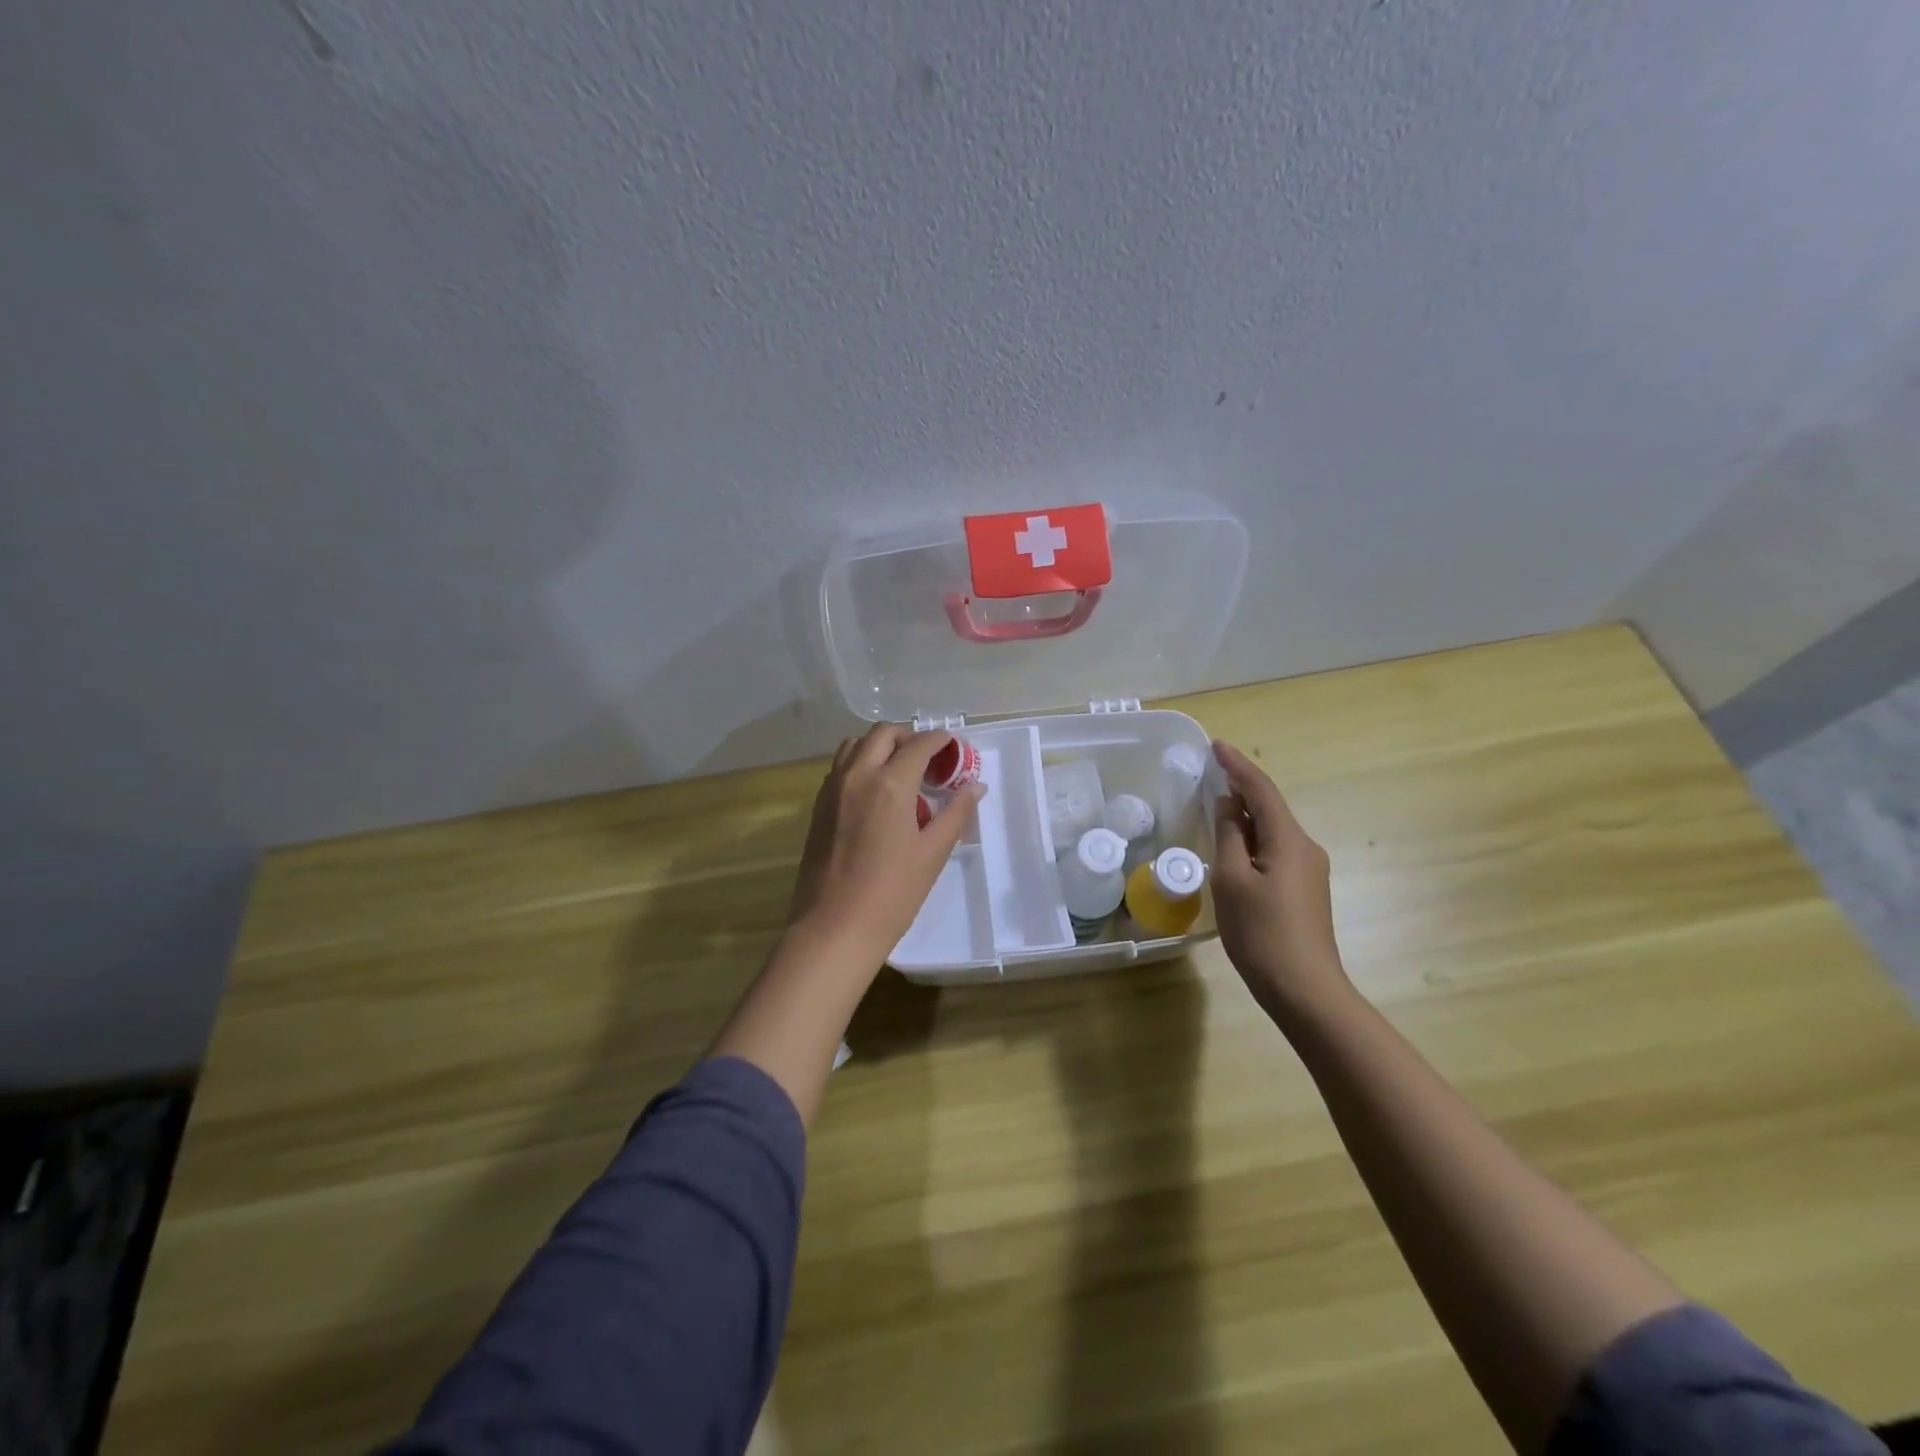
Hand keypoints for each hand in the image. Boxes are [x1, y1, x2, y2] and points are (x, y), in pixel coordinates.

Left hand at [786, 723, 984, 969]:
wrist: (835, 927)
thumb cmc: (892, 894)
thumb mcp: (932, 853)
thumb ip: (956, 814)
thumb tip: (975, 787)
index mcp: (889, 784)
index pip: (918, 745)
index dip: (940, 741)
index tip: (954, 747)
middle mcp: (857, 775)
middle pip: (883, 734)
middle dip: (909, 736)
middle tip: (929, 759)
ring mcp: (832, 789)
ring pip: (855, 745)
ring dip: (881, 746)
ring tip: (900, 770)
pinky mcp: (818, 806)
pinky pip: (840, 767)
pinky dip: (860, 763)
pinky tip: (876, 792)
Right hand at [1210, 741, 1351, 1018]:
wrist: (1305, 990)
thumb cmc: (1262, 932)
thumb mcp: (1232, 880)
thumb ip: (1229, 836)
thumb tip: (1229, 805)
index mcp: (1289, 840)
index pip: (1261, 790)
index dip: (1237, 766)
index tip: (1216, 745)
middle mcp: (1305, 848)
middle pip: (1270, 807)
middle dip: (1241, 788)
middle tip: (1211, 773)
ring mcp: (1309, 871)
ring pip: (1272, 831)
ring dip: (1246, 816)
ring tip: (1217, 807)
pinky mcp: (1304, 891)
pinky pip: (1275, 851)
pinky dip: (1252, 840)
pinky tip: (1234, 848)